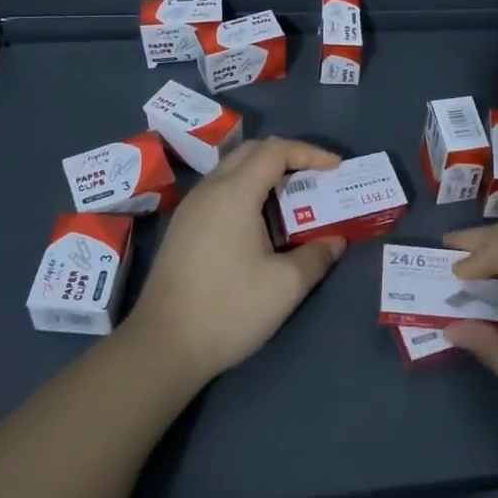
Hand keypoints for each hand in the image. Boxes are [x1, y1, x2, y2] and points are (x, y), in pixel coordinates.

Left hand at [126, 137, 346, 386]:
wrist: (162, 348)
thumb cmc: (228, 310)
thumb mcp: (285, 286)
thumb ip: (317, 256)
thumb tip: (335, 240)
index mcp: (234, 193)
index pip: (275, 150)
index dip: (309, 152)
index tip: (336, 168)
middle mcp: (209, 189)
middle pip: (252, 151)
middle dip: (288, 156)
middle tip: (316, 178)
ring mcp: (191, 208)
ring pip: (233, 169)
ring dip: (266, 174)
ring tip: (294, 200)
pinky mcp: (183, 227)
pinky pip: (220, 190)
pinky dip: (248, 191)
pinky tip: (261, 224)